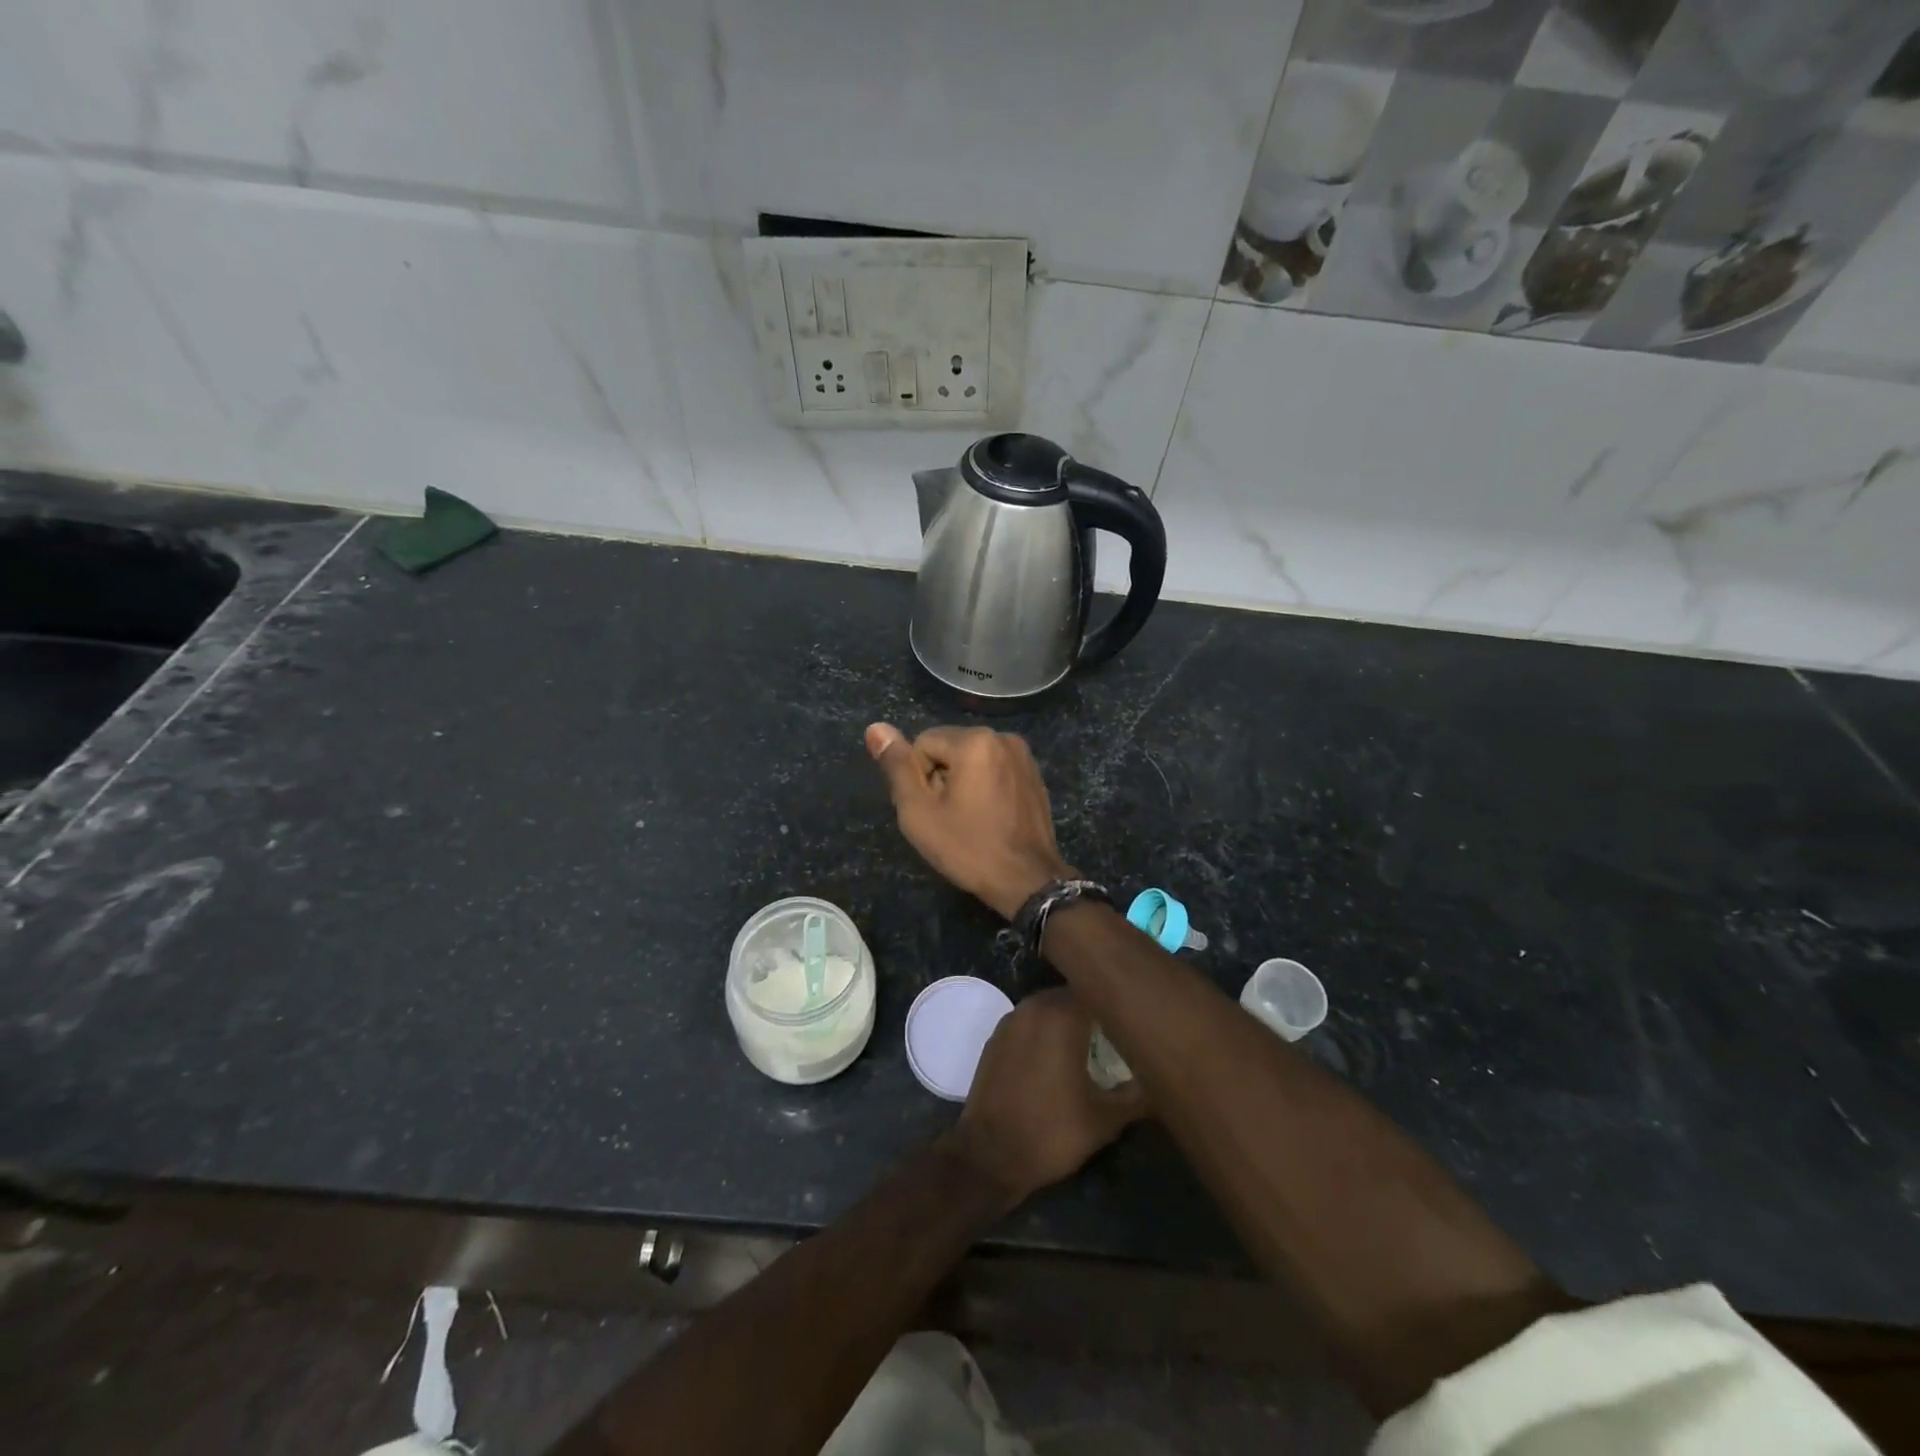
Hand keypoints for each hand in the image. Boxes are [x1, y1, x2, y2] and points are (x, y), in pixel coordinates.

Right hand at [865, 722, 1071, 919]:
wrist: (1027, 880)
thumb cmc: (968, 848)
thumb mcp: (919, 811)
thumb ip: (897, 766)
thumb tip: (876, 727)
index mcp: (975, 740)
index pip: (922, 744)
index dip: (918, 778)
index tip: (931, 809)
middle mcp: (1002, 736)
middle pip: (948, 748)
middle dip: (940, 778)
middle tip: (947, 818)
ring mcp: (1023, 755)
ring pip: (971, 759)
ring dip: (962, 783)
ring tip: (968, 819)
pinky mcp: (1034, 774)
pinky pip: (994, 769)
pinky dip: (984, 787)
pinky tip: (989, 817)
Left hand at [946, 989, 1146, 1213]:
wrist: (988, 1155)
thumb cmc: (1051, 1132)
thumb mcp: (1105, 1119)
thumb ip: (1137, 1095)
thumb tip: (1162, 1081)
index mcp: (1062, 1015)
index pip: (1099, 992)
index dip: (1119, 1004)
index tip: (1136, 1021)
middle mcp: (1035, 1006)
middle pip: (1073, 996)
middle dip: (1095, 1012)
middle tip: (1118, 1035)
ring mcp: (1011, 1019)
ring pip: (1050, 1008)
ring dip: (1069, 1021)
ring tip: (1092, 1047)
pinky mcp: (996, 1037)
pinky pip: (1030, 1023)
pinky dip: (1046, 1032)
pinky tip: (1058, 1058)